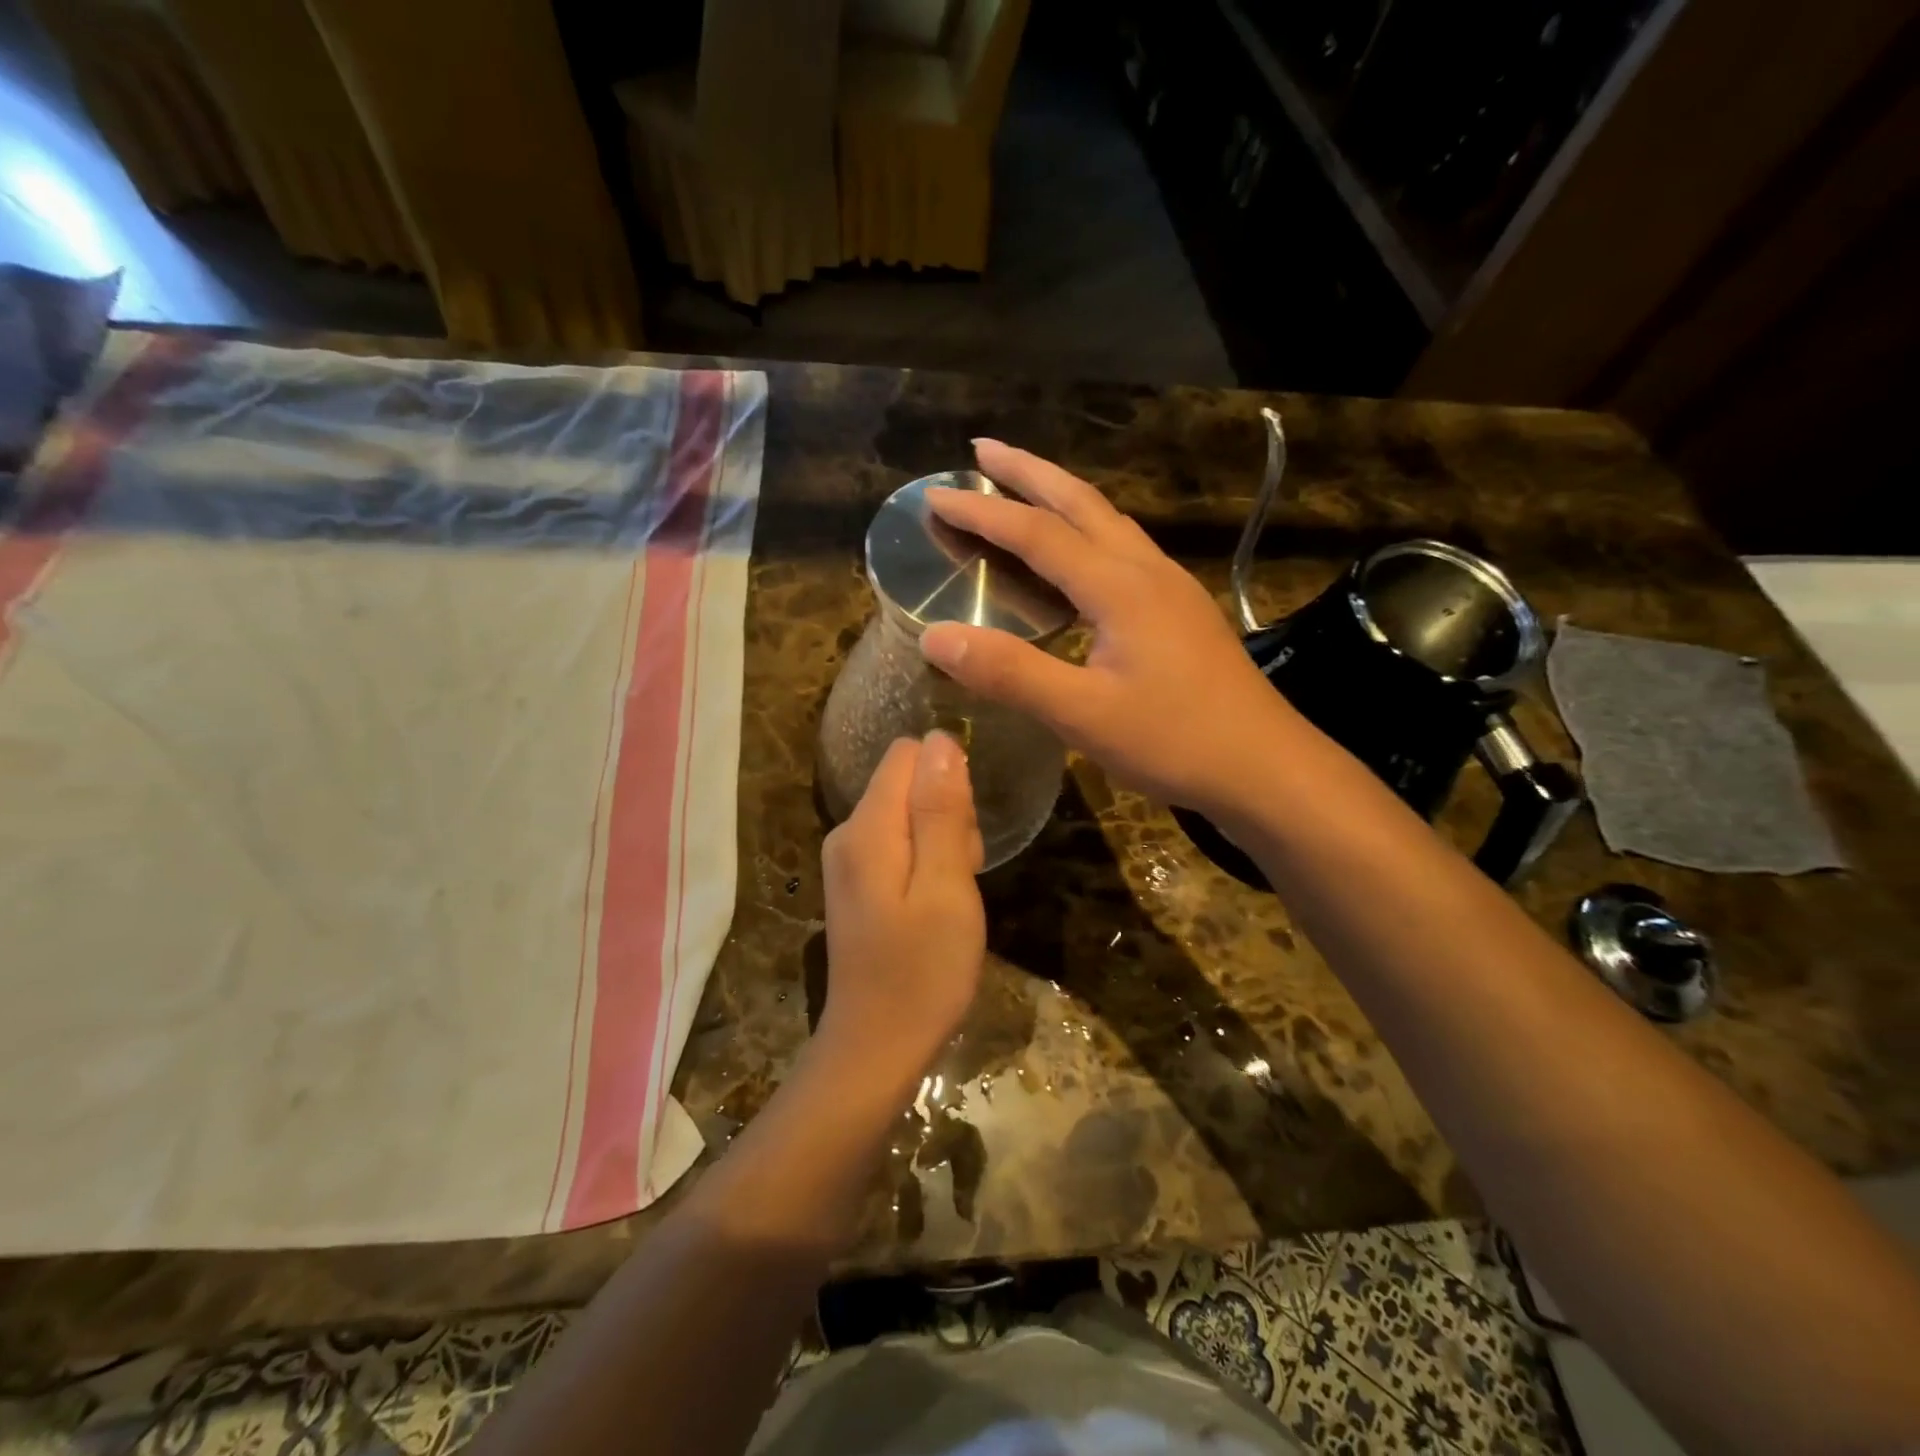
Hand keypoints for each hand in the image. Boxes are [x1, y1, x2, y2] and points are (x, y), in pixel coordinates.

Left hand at [819, 733, 985, 1090]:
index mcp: (867, 827)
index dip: (948, 780)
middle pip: (908, 783)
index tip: (965, 832)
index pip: (908, 755)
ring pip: (908, 814)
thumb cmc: (922, 972)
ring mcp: (847, 859)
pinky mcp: (856, 883)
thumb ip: (942, 811)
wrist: (876, 1047)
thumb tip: (940, 739)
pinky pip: (899, 844)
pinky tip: (936, 906)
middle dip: (947, 814)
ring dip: (942, 842)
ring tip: (952, 896)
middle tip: (962, 873)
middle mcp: (847, 832)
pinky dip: (927, 863)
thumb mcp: (947, 887)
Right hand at [920, 439, 1298, 817]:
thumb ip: (1010, 673)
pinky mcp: (1181, 611)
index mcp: (1120, 587)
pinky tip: (1079, 555)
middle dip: (1028, 471)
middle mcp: (1146, 571)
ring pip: (1108, 521)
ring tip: (1023, 486)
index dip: (983, 512)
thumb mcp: (1083, 715)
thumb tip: (934, 636)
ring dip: (1061, 495)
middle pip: (1080, 502)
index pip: (1037, 533)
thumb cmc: (1176, 741)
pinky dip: (1086, 531)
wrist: (1265, 766)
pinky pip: (1123, 549)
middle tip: (983, 449)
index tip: (936, 496)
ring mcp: (1170, 588)